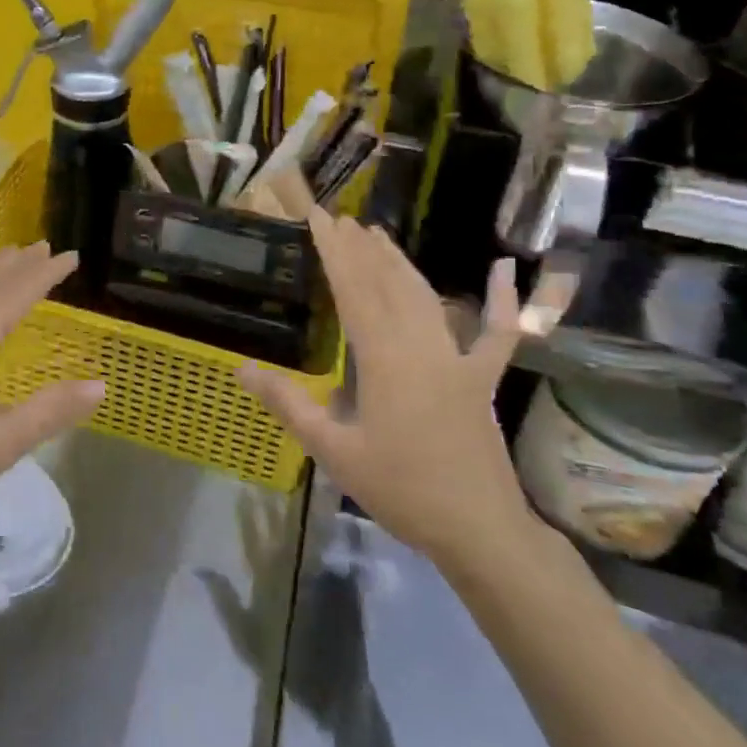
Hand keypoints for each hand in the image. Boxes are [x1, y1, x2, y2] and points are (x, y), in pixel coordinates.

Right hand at [237, 209, 533, 571]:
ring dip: (400, 262)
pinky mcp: (481, 378)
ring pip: (427, 297)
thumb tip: (242, 368)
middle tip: (339, 217)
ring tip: (377, 233)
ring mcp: (458, 359)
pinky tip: (504, 269)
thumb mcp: (332, 451)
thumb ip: (288, 404)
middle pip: (387, 284)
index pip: (353, 290)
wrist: (478, 529)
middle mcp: (421, 346)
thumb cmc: (400, 488)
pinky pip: (497, 334)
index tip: (318, 217)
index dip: (334, 250)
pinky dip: (504, 301)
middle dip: (361, 248)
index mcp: (384, 358)